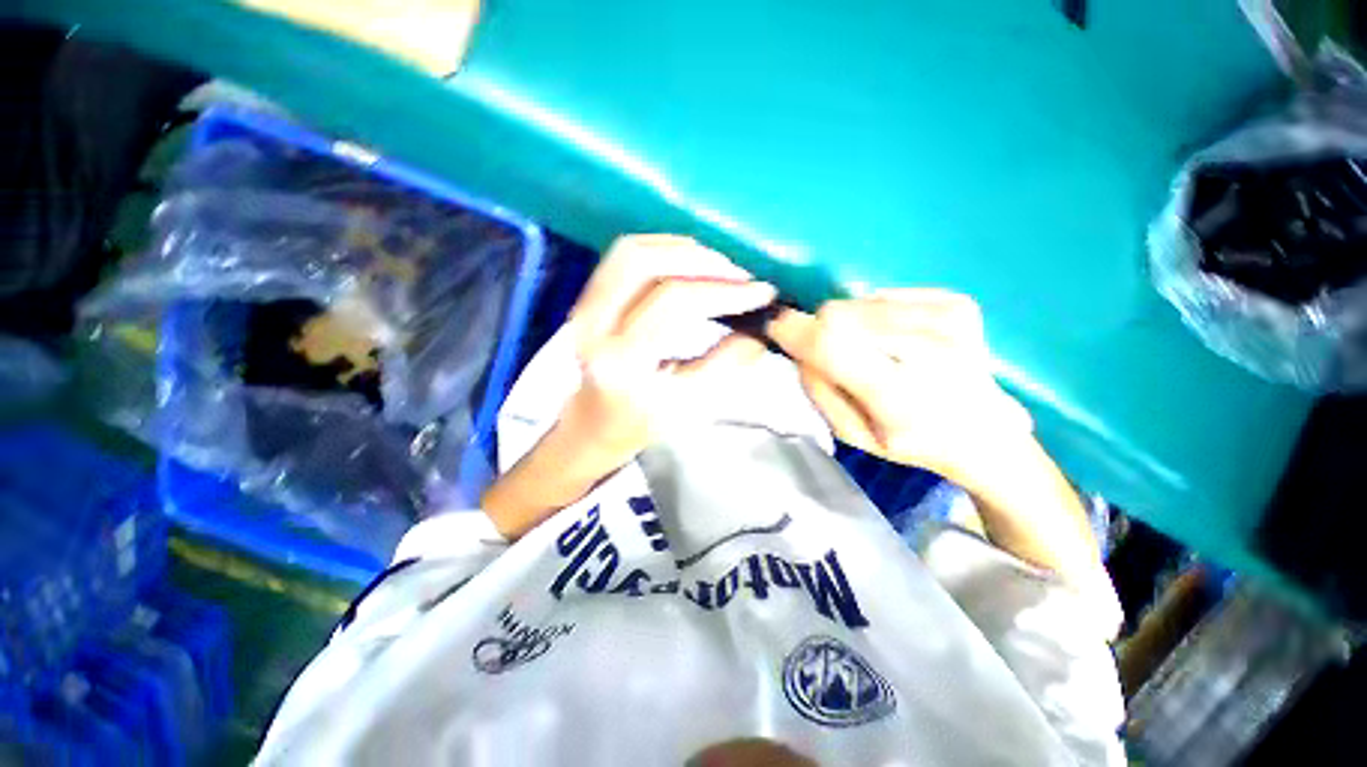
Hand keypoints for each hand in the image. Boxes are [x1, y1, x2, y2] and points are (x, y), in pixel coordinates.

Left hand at [561, 234, 775, 463]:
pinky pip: (622, 256)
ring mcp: (582, 307)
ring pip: (631, 251)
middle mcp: (593, 327)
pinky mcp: (585, 298)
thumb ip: (726, 361)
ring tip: (721, 266)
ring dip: (682, 250)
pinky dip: (661, 249)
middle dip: (704, 262)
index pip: (674, 303)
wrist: (593, 424)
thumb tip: (762, 326)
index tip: (761, 291)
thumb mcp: (690, 403)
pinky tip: (691, 262)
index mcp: (621, 362)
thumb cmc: (641, 423)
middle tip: (741, 274)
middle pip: (646, 264)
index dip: (722, 291)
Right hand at [765, 289, 1032, 482]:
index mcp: (899, 394)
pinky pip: (885, 295)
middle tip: (838, 356)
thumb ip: (819, 388)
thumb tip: (800, 344)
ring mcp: (949, 318)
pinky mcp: (956, 301)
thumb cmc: (912, 443)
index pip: (831, 343)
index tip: (773, 323)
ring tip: (875, 351)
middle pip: (839, 314)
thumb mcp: (852, 433)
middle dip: (823, 331)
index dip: (794, 329)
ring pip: (859, 301)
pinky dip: (877, 315)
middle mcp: (929, 347)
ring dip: (851, 324)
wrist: (987, 433)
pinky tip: (900, 341)